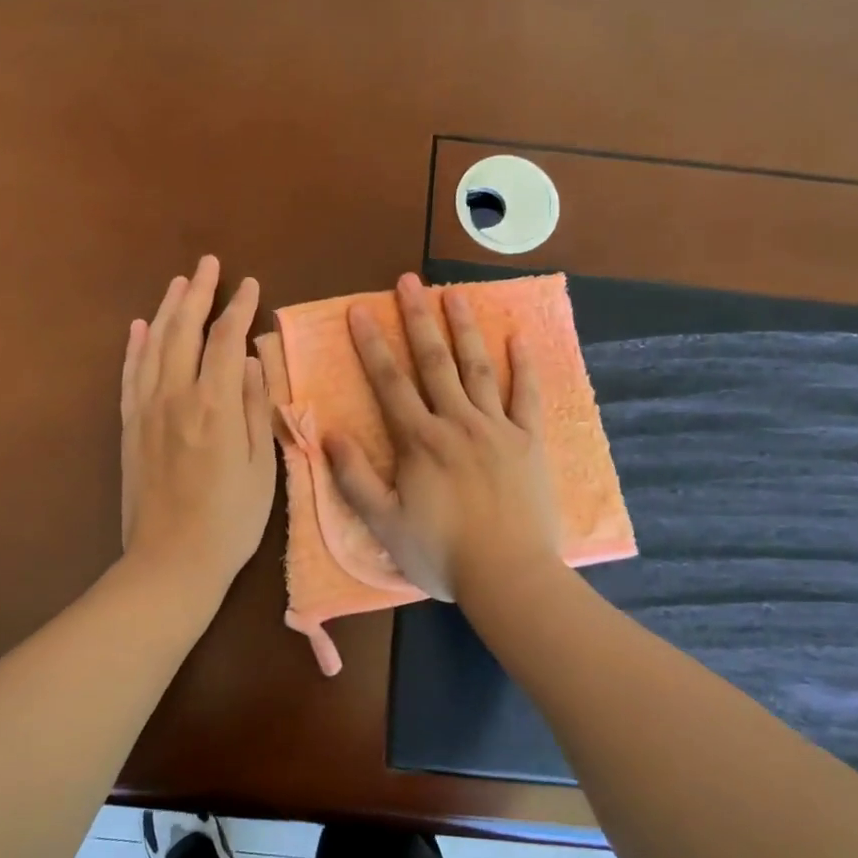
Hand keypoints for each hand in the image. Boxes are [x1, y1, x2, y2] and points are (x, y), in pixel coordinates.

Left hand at [120, 256, 276, 590]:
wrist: (170, 562)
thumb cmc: (230, 520)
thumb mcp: (262, 466)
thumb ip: (256, 407)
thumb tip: (254, 359)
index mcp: (214, 405)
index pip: (226, 339)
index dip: (239, 308)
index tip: (250, 285)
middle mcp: (175, 397)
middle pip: (184, 331)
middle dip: (198, 293)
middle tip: (208, 264)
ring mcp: (146, 411)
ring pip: (154, 346)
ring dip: (167, 310)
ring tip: (178, 283)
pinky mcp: (129, 428)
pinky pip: (130, 376)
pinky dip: (135, 347)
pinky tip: (140, 328)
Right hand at [324, 273, 559, 601]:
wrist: (509, 576)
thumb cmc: (441, 553)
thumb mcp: (384, 523)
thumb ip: (354, 477)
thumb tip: (328, 432)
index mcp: (419, 441)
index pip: (390, 382)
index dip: (371, 344)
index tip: (359, 309)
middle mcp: (457, 423)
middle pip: (434, 361)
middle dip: (417, 318)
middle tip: (408, 281)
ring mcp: (497, 428)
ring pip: (477, 367)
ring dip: (464, 327)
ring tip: (454, 292)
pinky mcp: (529, 441)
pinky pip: (526, 395)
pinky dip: (522, 365)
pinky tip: (517, 337)